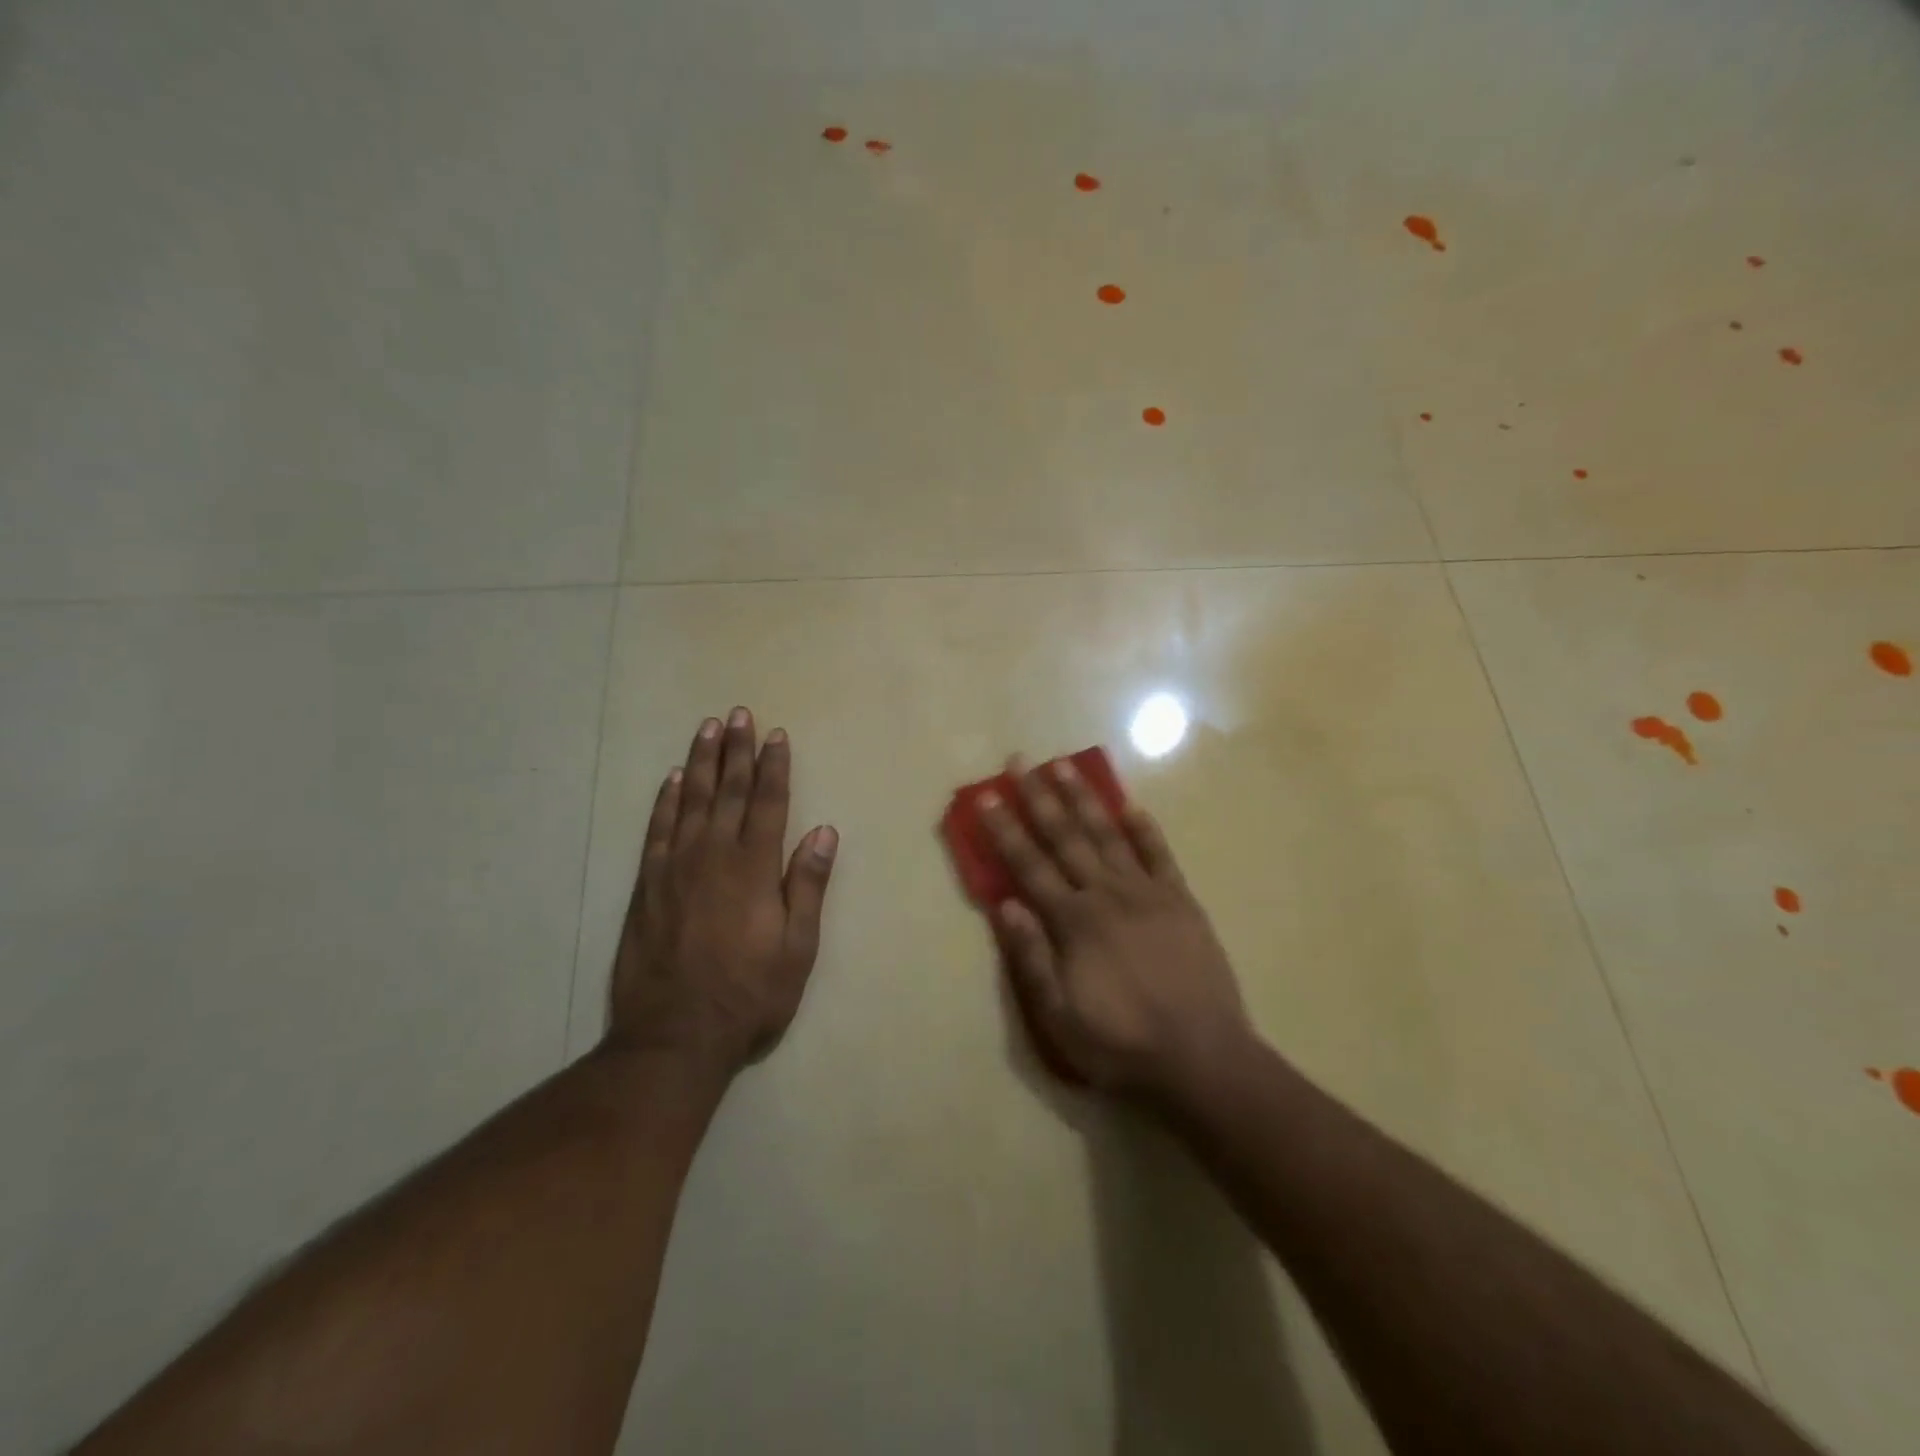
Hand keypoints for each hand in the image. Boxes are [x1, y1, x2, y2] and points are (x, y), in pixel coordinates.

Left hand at [607, 709, 836, 1073]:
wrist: (674, 1035)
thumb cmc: (749, 994)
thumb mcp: (797, 948)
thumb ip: (807, 886)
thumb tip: (822, 832)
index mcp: (754, 869)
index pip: (767, 803)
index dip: (773, 767)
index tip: (776, 735)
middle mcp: (714, 856)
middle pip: (727, 791)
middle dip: (737, 750)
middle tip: (739, 714)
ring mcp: (675, 868)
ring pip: (689, 801)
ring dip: (700, 762)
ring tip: (707, 730)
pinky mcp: (647, 885)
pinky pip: (656, 830)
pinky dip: (664, 801)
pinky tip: (670, 780)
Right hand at [980, 757, 1250, 1105]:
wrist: (1203, 1060)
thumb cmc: (1122, 1045)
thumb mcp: (1059, 1018)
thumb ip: (1031, 958)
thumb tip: (1006, 904)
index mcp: (1074, 923)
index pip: (1029, 866)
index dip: (1005, 830)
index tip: (987, 796)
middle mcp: (1107, 895)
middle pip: (1066, 837)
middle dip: (1039, 797)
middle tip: (1020, 761)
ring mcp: (1148, 894)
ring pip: (1109, 835)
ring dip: (1084, 799)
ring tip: (1064, 766)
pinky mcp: (1181, 902)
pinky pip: (1160, 856)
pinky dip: (1145, 829)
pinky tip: (1132, 805)